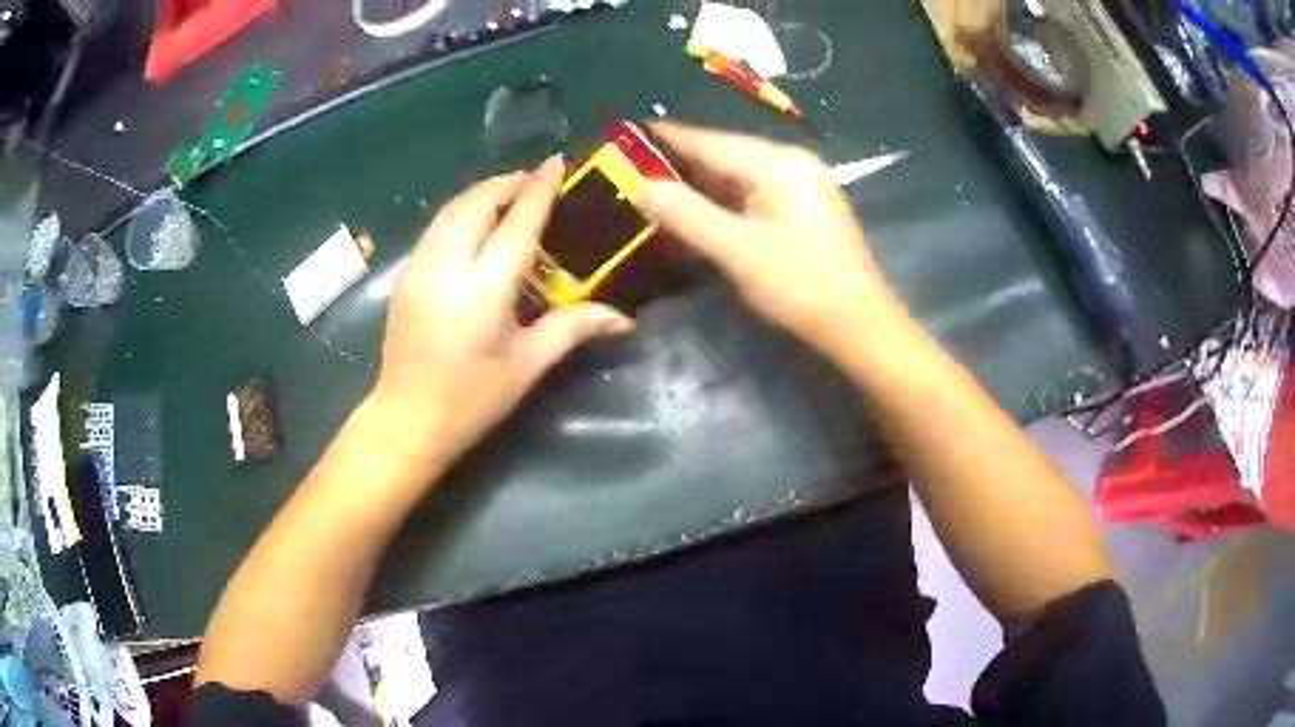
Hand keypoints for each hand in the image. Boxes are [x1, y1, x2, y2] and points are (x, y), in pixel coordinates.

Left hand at [369, 158, 633, 469]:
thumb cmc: (472, 401)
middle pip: (476, 203)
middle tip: (535, 182)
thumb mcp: (527, 366)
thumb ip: (574, 329)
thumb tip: (625, 319)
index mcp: (483, 290)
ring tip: (509, 196)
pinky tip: (478, 225)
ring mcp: (419, 269)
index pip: (516, 223)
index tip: (556, 162)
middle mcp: (446, 268)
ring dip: (482, 194)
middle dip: (507, 183)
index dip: (539, 189)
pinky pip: (437, 228)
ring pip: (451, 210)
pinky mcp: (406, 277)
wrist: (406, 422)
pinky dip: (462, 213)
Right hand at [639, 123, 900, 350]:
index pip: (709, 141)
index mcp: (777, 163)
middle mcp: (791, 163)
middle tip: (633, 169)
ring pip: (737, 176)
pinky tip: (697, 211)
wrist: (856, 323)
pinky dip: (723, 201)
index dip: (667, 138)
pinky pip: (753, 193)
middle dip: (679, 164)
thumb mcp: (737, 250)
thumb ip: (685, 214)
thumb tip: (639, 185)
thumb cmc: (799, 284)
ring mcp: (801, 185)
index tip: (627, 134)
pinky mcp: (803, 207)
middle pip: (724, 155)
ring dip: (699, 185)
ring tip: (654, 188)